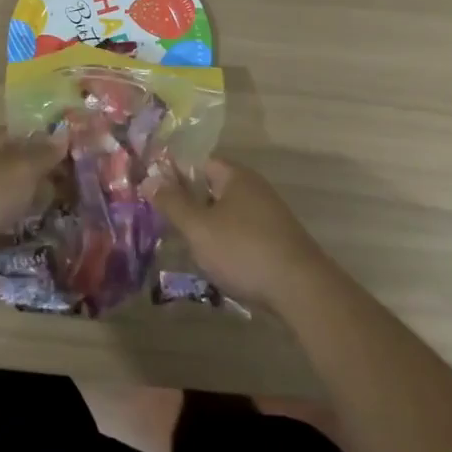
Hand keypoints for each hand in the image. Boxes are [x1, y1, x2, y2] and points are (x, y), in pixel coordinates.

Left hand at [0, 127, 68, 285]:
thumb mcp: (21, 169)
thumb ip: (44, 154)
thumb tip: (64, 133)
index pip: (22, 135)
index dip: (46, 141)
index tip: (74, 153)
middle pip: (17, 169)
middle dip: (43, 178)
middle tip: (78, 190)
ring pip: (10, 200)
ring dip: (31, 207)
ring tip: (66, 217)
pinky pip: (1, 229)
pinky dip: (17, 234)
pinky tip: (41, 240)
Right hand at [150, 156, 333, 309]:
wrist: (301, 289)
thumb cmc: (243, 250)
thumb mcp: (199, 228)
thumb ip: (172, 203)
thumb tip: (149, 179)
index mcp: (235, 176)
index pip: (199, 162)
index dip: (176, 174)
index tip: (155, 192)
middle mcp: (254, 188)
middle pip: (213, 188)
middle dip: (191, 204)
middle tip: (167, 223)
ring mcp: (269, 214)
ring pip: (227, 214)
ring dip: (208, 227)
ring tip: (188, 248)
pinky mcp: (277, 240)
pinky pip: (243, 233)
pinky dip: (228, 243)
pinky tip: (218, 264)